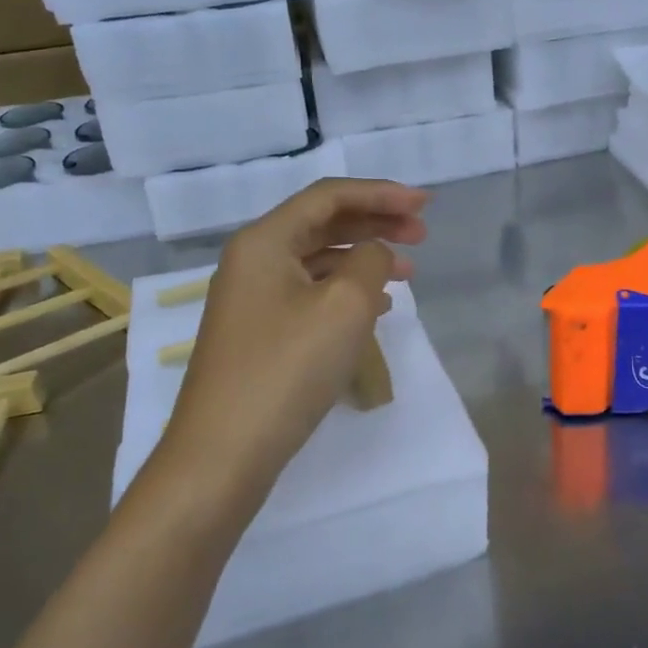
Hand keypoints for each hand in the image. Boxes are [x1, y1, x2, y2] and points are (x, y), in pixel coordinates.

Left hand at [152, 179, 428, 491]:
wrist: (222, 454)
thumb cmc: (286, 369)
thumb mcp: (344, 306)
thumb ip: (370, 261)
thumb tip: (374, 253)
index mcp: (265, 241)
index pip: (329, 197)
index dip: (381, 193)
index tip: (425, 205)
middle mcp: (253, 261)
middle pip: (323, 224)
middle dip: (375, 222)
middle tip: (422, 233)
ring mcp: (253, 301)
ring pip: (319, 261)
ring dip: (365, 258)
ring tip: (408, 271)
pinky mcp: (260, 335)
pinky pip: (311, 295)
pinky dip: (348, 292)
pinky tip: (377, 308)